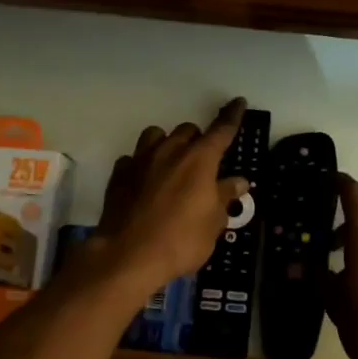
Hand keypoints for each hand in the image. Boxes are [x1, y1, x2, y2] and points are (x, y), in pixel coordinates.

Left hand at [91, 99, 250, 296]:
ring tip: (171, 164)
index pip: (221, 130)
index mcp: (200, 160)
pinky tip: (145, 182)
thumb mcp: (213, 223)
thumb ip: (225, 197)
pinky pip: (133, 158)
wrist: (128, 256)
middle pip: (187, 130)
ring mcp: (140, 160)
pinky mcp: (119, 175)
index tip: (239, 103)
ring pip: (156, 135)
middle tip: (202, 164)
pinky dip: (142, 165)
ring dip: (167, 144)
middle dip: (198, 141)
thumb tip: (238, 181)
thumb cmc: (181, 240)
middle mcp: (170, 151)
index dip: (232, 116)